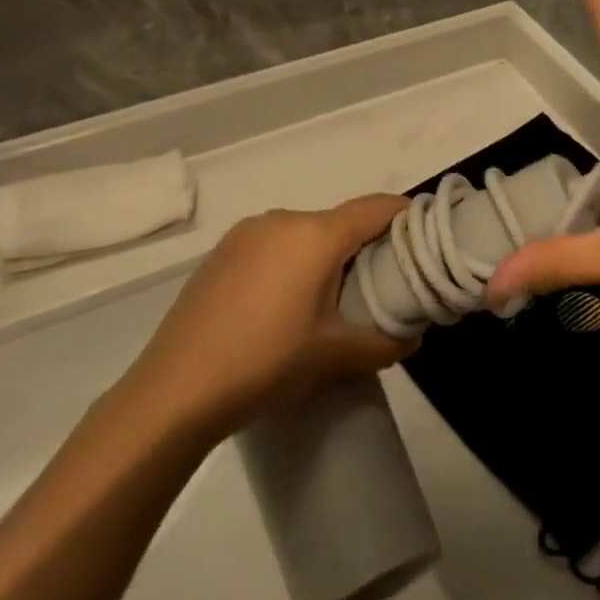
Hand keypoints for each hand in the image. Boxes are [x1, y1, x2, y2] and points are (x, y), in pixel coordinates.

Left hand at [130, 196, 415, 437]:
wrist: (173, 392)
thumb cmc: (265, 363)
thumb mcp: (335, 356)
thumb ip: (385, 342)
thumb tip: (413, 337)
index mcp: (315, 234)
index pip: (377, 207)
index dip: (407, 217)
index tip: (426, 238)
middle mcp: (282, 220)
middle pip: (342, 221)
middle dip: (367, 246)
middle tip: (382, 285)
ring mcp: (246, 234)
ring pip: (306, 233)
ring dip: (327, 256)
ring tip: (331, 302)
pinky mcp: (221, 254)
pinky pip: (275, 245)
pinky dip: (294, 262)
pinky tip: (284, 306)